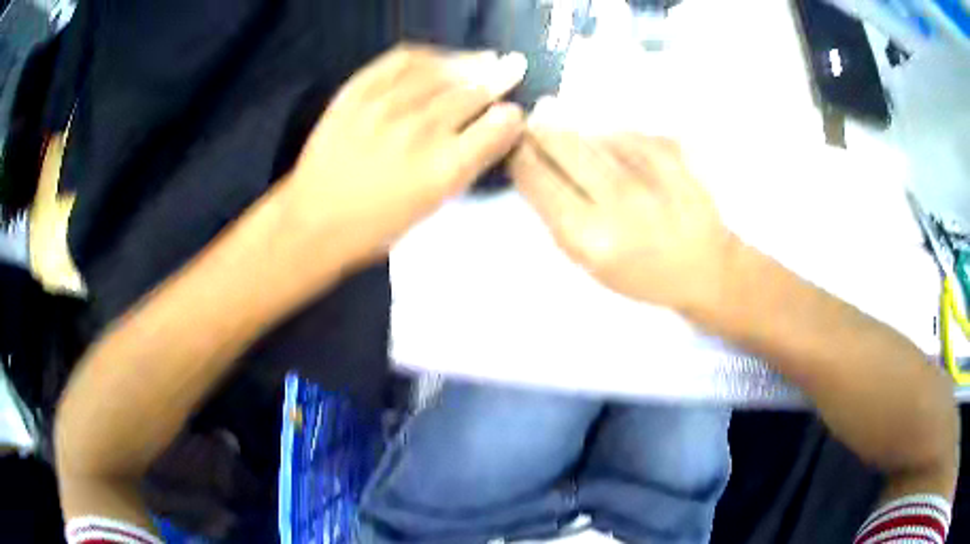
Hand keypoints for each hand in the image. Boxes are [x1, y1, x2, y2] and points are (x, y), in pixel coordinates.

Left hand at [285, 44, 526, 264]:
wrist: (312, 222)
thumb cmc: (375, 229)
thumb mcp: (431, 208)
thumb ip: (464, 166)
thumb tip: (490, 131)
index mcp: (444, 170)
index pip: (497, 127)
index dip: (512, 116)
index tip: (514, 112)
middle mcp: (420, 130)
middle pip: (474, 92)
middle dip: (500, 78)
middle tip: (513, 67)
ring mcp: (386, 106)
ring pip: (442, 70)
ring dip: (471, 61)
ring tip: (485, 58)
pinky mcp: (356, 92)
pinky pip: (401, 59)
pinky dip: (428, 54)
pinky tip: (439, 57)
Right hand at [510, 128, 736, 312]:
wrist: (704, 267)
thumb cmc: (640, 273)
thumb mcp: (588, 260)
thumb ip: (557, 213)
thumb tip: (533, 161)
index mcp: (589, 235)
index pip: (536, 176)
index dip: (519, 155)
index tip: (514, 146)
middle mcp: (618, 198)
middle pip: (561, 141)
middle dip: (542, 131)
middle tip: (536, 127)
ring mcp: (648, 170)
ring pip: (594, 133)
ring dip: (581, 136)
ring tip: (594, 155)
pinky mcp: (672, 152)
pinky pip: (628, 132)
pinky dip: (617, 139)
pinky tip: (625, 157)